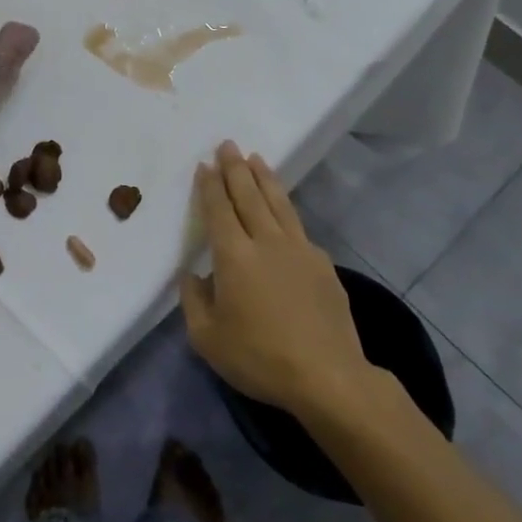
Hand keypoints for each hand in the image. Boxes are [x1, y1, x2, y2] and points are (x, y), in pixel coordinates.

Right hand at [180, 141, 380, 420]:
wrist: (327, 377)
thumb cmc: (259, 357)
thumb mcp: (207, 338)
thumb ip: (193, 301)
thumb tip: (194, 275)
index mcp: (233, 256)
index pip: (218, 210)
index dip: (209, 186)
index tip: (204, 164)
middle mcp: (266, 242)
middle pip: (248, 195)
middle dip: (235, 168)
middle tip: (228, 144)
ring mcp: (299, 250)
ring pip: (278, 203)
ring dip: (264, 178)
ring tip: (256, 159)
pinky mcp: (322, 265)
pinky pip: (297, 226)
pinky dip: (285, 209)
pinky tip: (283, 210)